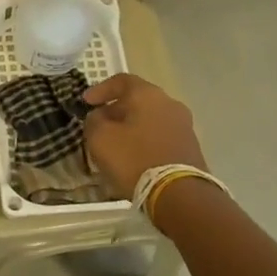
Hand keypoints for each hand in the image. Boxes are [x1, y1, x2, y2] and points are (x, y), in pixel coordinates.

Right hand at [82, 73, 205, 198]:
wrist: (180, 195)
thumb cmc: (134, 159)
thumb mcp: (100, 138)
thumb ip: (94, 121)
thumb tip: (99, 117)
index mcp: (148, 94)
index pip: (121, 80)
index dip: (100, 89)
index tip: (85, 102)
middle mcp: (170, 104)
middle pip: (137, 100)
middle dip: (116, 111)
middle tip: (99, 125)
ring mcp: (184, 126)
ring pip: (150, 119)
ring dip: (131, 128)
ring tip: (115, 145)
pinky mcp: (190, 148)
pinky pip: (160, 137)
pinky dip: (144, 142)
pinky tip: (133, 159)